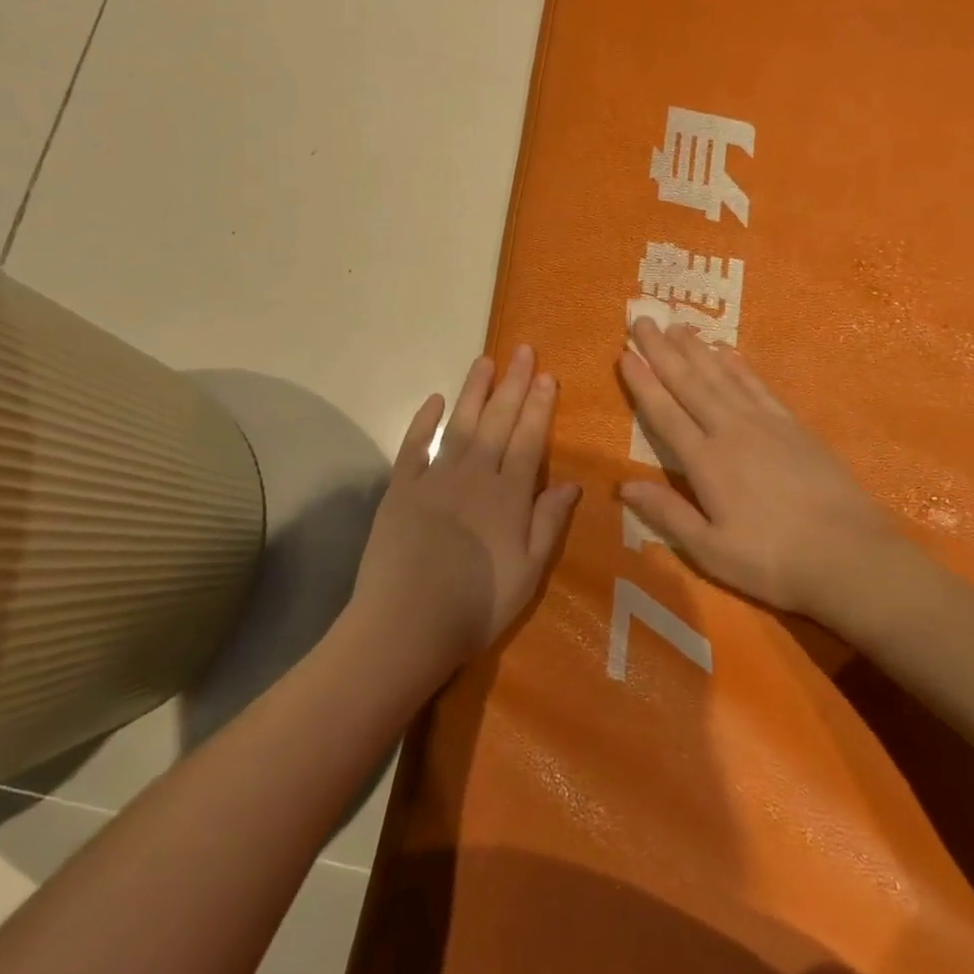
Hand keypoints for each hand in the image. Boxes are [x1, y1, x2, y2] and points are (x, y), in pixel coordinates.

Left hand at [350, 344, 580, 675]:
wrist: (406, 624)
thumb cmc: (477, 605)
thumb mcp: (529, 573)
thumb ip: (548, 523)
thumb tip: (571, 482)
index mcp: (508, 496)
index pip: (529, 440)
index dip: (539, 407)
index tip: (546, 376)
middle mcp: (474, 475)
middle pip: (498, 421)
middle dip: (512, 384)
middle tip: (522, 350)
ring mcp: (435, 478)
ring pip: (461, 424)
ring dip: (474, 390)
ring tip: (485, 360)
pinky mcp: (402, 488)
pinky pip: (414, 446)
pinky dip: (424, 421)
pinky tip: (434, 400)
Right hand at [617, 318, 898, 622]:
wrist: (849, 556)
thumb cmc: (772, 560)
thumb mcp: (710, 550)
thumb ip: (667, 514)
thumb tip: (622, 484)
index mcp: (705, 461)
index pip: (665, 413)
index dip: (642, 382)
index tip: (624, 353)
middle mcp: (731, 430)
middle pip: (689, 383)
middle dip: (662, 350)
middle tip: (642, 318)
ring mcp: (765, 423)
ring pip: (721, 376)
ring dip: (696, 349)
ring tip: (678, 325)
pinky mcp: (793, 426)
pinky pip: (757, 385)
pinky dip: (738, 366)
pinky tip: (727, 352)